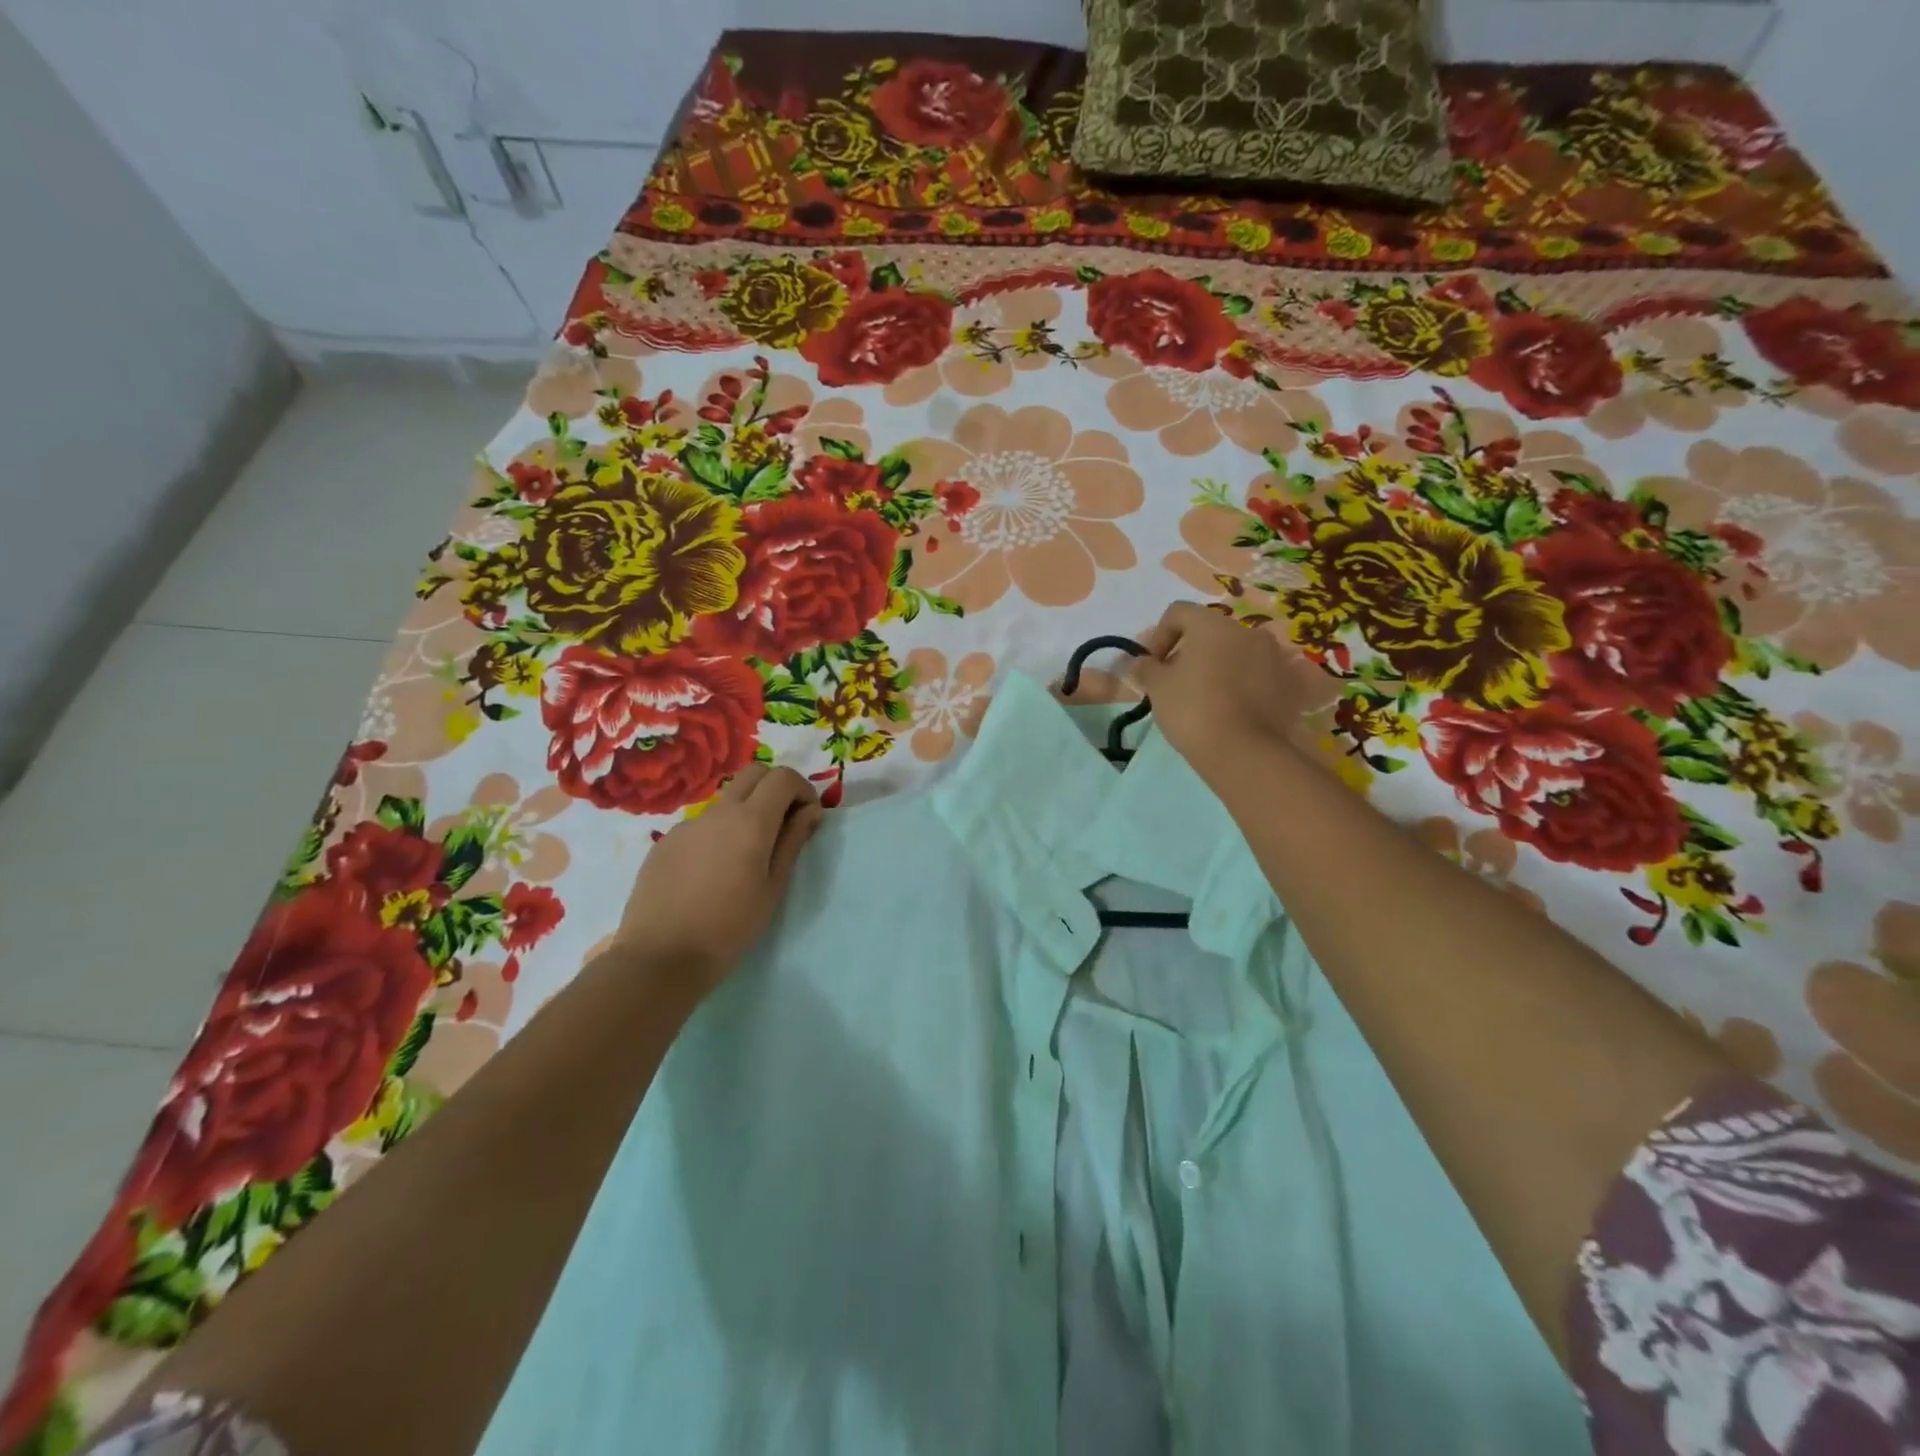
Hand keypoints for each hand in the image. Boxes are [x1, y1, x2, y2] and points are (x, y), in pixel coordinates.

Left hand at [606, 764, 823, 998]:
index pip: (782, 777)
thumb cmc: (730, 927)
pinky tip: (712, 873)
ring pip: (726, 800)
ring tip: (746, 856)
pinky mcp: (666, 842)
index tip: (808, 817)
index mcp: (751, 821)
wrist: (661, 957)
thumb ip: (793, 842)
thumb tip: (809, 811)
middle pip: (753, 774)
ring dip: (746, 811)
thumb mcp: (774, 887)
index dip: (802, 789)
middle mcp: (718, 812)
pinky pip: (702, 825)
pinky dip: (719, 833)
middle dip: (776, 788)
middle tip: (784, 823)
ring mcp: (688, 824)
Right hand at [1133, 601, 1313, 784]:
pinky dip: (1249, 683)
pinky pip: (1264, 674)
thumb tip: (1141, 661)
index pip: (1178, 612)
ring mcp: (1276, 655)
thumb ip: (1146, 667)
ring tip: (1210, 697)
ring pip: (1239, 652)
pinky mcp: (1293, 683)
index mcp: (1212, 624)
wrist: (1243, 751)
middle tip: (1178, 683)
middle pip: (1211, 632)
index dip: (1159, 635)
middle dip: (1192, 652)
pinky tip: (1238, 708)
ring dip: (1222, 666)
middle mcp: (1248, 630)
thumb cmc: (1193, 710)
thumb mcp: (1157, 688)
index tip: (1153, 665)